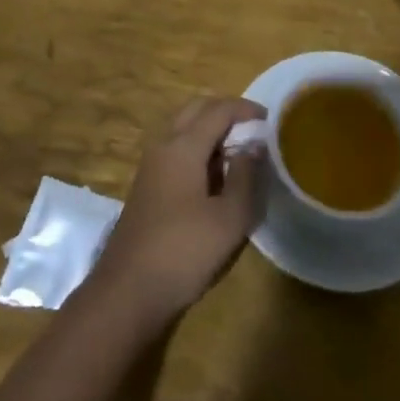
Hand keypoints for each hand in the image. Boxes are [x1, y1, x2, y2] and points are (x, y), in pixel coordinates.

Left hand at [90, 97, 266, 323]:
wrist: (128, 291)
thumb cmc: (183, 252)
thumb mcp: (229, 219)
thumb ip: (246, 177)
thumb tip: (255, 145)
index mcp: (182, 145)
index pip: (218, 110)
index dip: (246, 109)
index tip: (271, 119)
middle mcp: (163, 145)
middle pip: (196, 110)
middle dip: (226, 112)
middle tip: (255, 129)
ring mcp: (151, 165)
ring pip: (183, 128)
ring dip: (211, 130)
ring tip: (240, 152)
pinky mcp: (148, 185)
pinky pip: (176, 149)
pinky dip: (199, 148)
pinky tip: (216, 176)